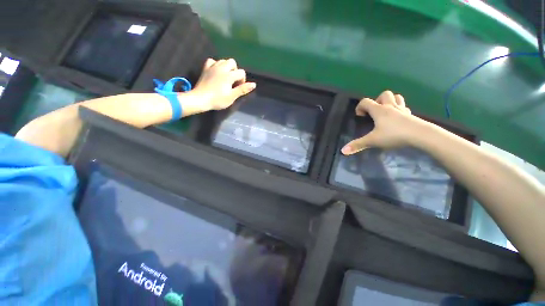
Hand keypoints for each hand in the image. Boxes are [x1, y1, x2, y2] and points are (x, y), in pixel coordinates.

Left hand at [192, 58, 255, 110]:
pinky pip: (212, 61)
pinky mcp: (205, 69)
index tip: (238, 88)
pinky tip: (216, 72)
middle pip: (232, 62)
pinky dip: (216, 65)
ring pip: (223, 60)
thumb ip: (242, 89)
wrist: (200, 99)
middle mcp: (221, 68)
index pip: (241, 72)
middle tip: (233, 81)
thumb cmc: (217, 100)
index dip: (242, 80)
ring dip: (227, 67)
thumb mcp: (232, 96)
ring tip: (226, 78)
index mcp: (229, 75)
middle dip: (235, 71)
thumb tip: (254, 84)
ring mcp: (212, 67)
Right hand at [341, 90, 427, 154]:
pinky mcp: (411, 115)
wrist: (421, 135)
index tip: (359, 116)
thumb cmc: (394, 135)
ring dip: (390, 101)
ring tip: (385, 112)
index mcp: (379, 110)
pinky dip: (399, 110)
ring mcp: (402, 110)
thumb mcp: (373, 141)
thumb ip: (357, 145)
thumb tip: (343, 151)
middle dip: (377, 101)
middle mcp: (390, 107)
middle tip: (374, 112)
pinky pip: (404, 107)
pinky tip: (397, 119)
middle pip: (384, 94)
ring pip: (396, 97)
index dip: (360, 107)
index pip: (366, 101)